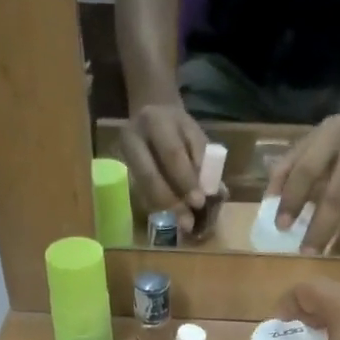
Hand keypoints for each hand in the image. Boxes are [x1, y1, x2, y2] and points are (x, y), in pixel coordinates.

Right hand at [122, 101, 209, 232]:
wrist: (151, 115)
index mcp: (155, 121)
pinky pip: (139, 193)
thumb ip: (204, 161)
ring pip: (142, 188)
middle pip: (149, 175)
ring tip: (182, 225)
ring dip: (163, 209)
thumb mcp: (194, 135)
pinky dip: (156, 207)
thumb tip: (217, 193)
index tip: (200, 202)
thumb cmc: (179, 128)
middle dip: (171, 201)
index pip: (171, 154)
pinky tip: (170, 217)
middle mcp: (132, 137)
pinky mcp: (122, 170)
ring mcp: (123, 155)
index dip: (186, 180)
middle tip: (188, 222)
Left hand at [267, 100, 339, 252]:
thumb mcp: (313, 139)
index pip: (306, 170)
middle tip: (307, 252)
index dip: (292, 201)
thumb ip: (288, 167)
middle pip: (338, 196)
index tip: (282, 227)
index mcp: (332, 134)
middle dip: (320, 229)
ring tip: (333, 251)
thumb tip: (269, 202)